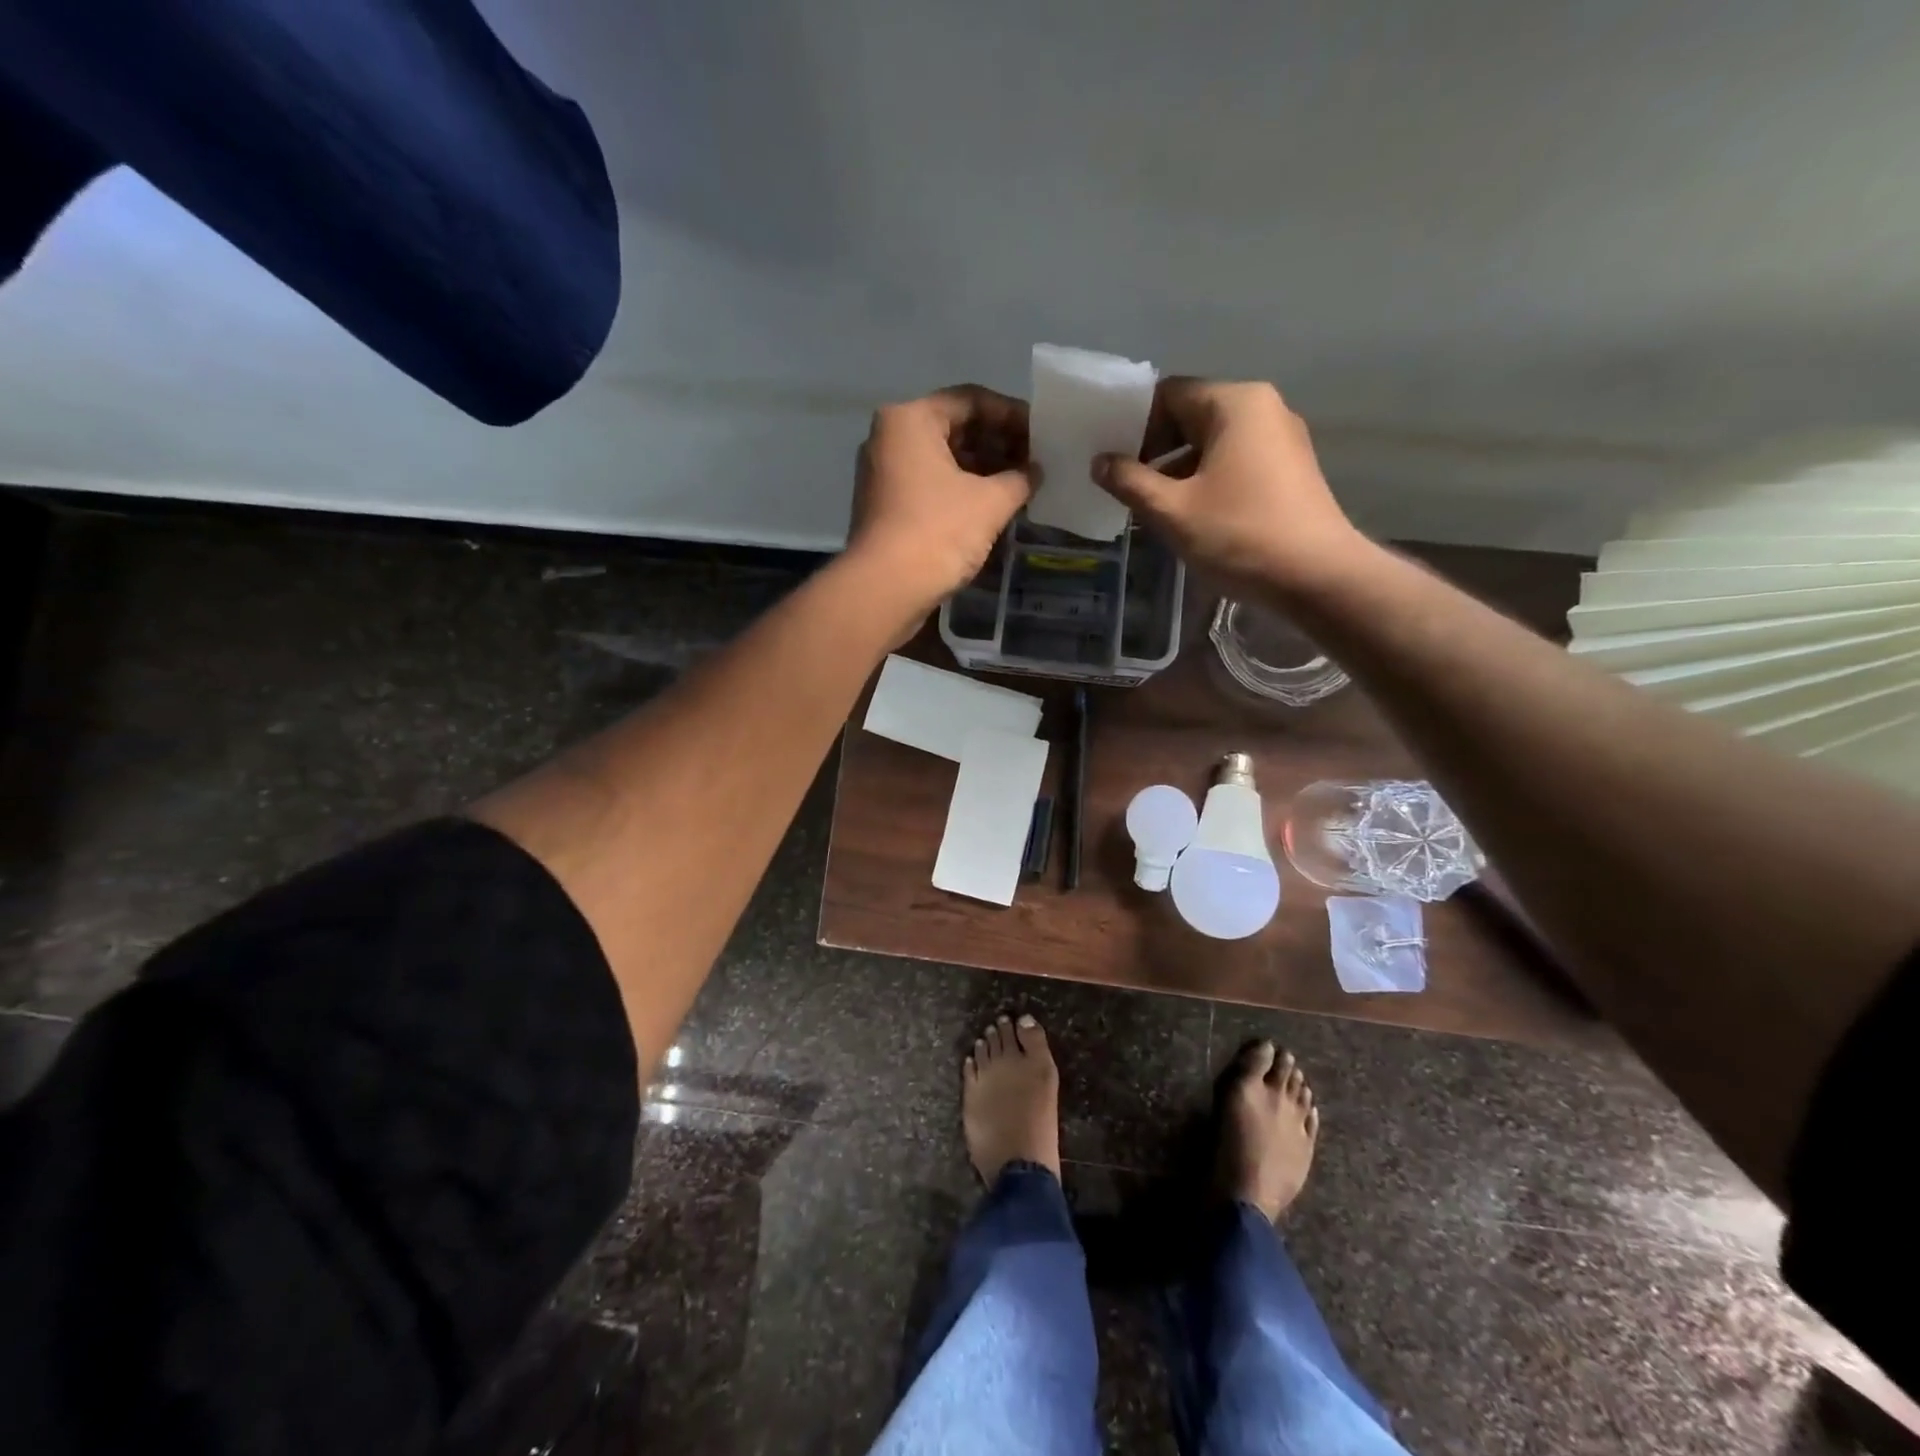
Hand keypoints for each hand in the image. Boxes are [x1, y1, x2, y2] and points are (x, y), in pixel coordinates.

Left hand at [846, 385, 1032, 615]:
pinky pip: (930, 485)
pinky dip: (961, 490)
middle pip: (954, 428)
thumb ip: (1020, 478)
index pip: (972, 400)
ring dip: (982, 470)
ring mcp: (883, 473)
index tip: (1043, 435)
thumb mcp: (991, 502)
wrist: (886, 590)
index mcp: (910, 419)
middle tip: (1035, 462)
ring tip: (1020, 486)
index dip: (1012, 415)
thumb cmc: (938, 533)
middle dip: (998, 444)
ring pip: (942, 459)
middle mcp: (890, 437)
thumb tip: (1035, 471)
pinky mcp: (885, 506)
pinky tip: (992, 507)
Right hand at [1092, 378, 1367, 598]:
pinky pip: (1235, 461)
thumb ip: (1130, 482)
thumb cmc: (1239, 535)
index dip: (1134, 424)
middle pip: (1192, 415)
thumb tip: (1100, 462)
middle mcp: (1262, 408)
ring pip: (1213, 442)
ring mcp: (1281, 439)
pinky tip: (1189, 515)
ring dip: (1177, 469)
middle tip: (1125, 485)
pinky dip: (1206, 479)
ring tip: (1151, 507)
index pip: (1169, 394)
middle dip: (1154, 449)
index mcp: (1234, 403)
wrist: (1317, 576)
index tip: (1111, 460)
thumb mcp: (1172, 510)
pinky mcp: (1289, 469)